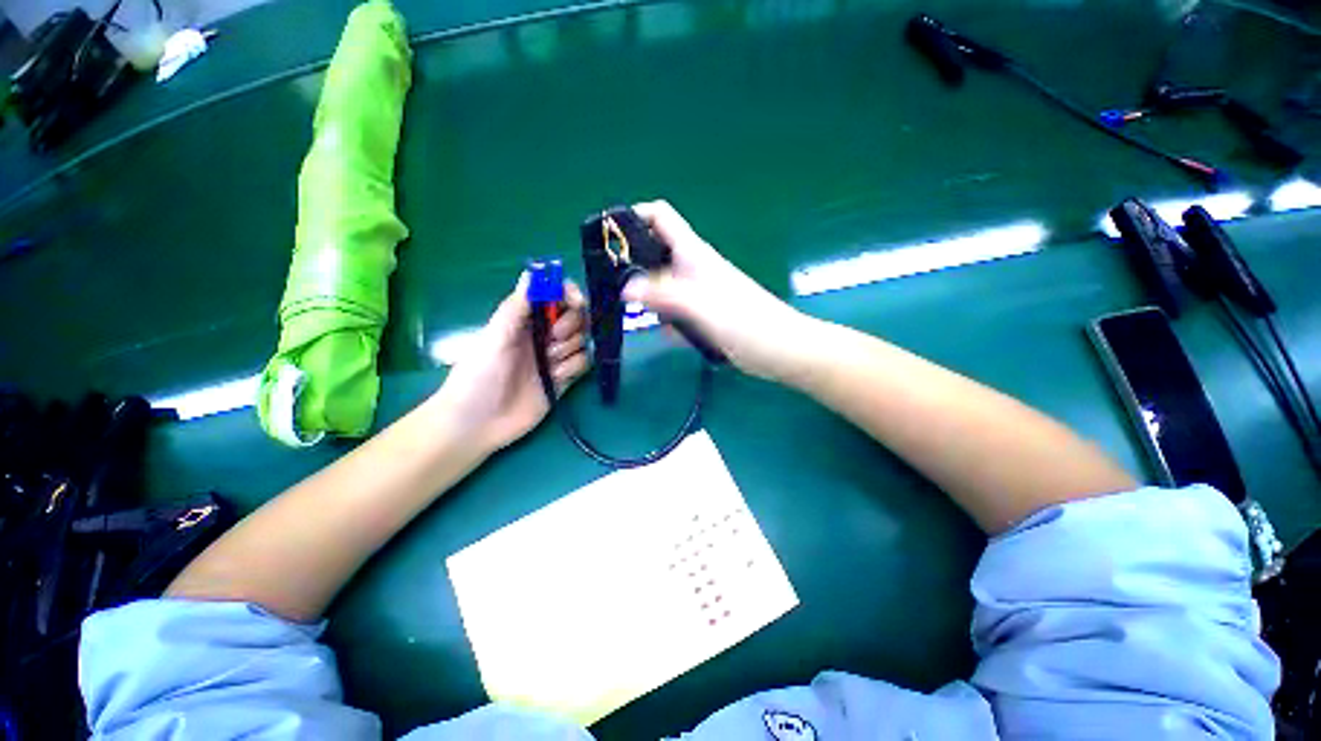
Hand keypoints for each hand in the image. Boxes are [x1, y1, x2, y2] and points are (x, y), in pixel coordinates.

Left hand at [431, 273, 588, 453]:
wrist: (478, 424)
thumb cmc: (478, 376)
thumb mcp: (494, 337)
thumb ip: (516, 307)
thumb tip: (533, 272)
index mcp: (524, 320)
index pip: (556, 297)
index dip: (569, 294)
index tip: (575, 301)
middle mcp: (543, 335)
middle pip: (576, 317)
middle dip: (571, 324)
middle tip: (553, 338)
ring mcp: (555, 358)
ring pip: (582, 340)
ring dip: (569, 349)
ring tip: (548, 364)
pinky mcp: (564, 379)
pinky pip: (584, 363)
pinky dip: (574, 367)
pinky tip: (556, 378)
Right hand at [622, 200, 808, 379]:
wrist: (781, 349)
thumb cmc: (745, 321)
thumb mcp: (699, 305)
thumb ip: (663, 294)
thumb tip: (626, 288)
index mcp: (694, 254)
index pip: (661, 218)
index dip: (635, 217)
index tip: (609, 236)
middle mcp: (694, 268)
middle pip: (656, 252)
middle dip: (632, 262)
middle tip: (610, 283)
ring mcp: (698, 293)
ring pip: (663, 285)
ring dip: (647, 295)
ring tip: (626, 311)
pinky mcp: (703, 315)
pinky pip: (675, 310)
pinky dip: (665, 318)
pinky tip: (660, 331)